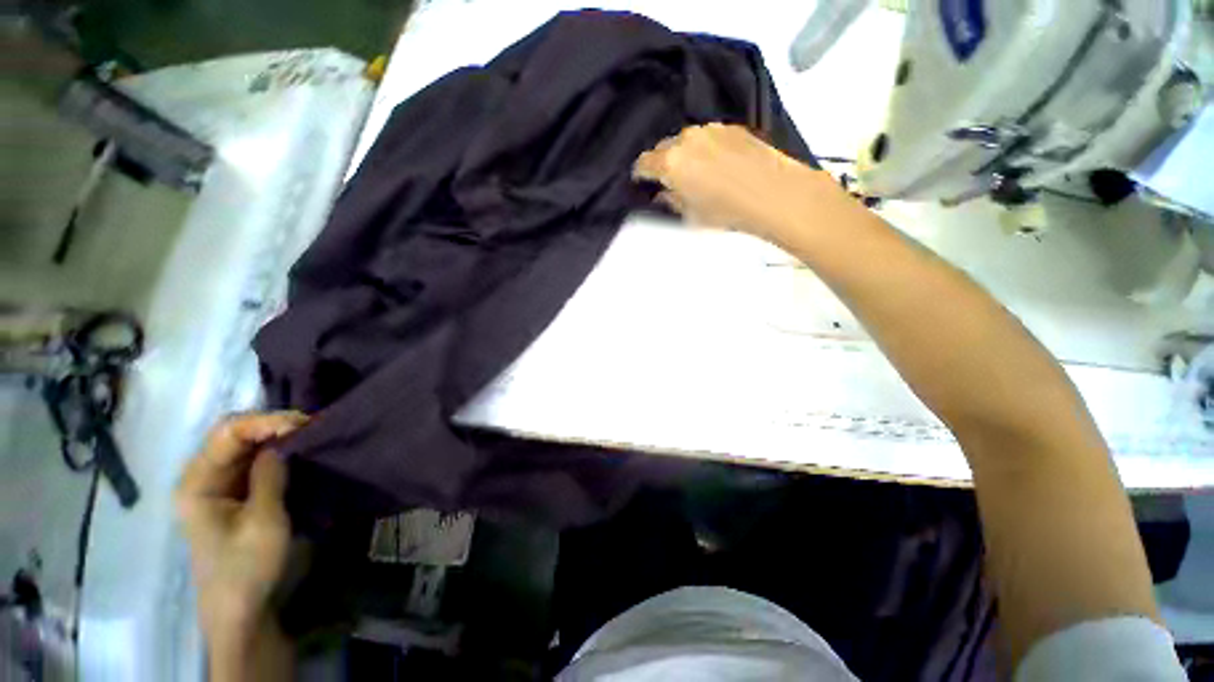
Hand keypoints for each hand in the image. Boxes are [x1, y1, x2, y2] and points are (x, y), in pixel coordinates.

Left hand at [175, 413, 304, 641]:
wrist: (240, 609)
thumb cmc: (247, 567)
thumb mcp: (264, 521)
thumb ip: (270, 476)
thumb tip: (285, 439)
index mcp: (197, 482)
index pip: (228, 433)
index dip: (265, 421)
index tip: (304, 424)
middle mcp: (202, 476)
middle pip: (234, 434)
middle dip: (273, 424)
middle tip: (311, 426)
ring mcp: (217, 484)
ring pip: (246, 445)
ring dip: (276, 436)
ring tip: (309, 434)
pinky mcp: (233, 493)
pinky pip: (253, 460)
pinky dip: (276, 450)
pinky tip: (297, 450)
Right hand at [633, 123, 830, 240]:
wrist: (773, 193)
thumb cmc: (727, 211)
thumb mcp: (691, 215)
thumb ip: (671, 201)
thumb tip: (663, 193)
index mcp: (670, 162)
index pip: (643, 162)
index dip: (640, 174)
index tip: (642, 182)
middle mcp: (686, 139)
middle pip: (663, 147)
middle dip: (662, 162)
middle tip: (670, 180)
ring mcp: (710, 129)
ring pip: (686, 140)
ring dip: (684, 153)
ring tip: (697, 172)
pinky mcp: (731, 127)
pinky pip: (708, 136)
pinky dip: (705, 148)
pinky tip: (717, 163)